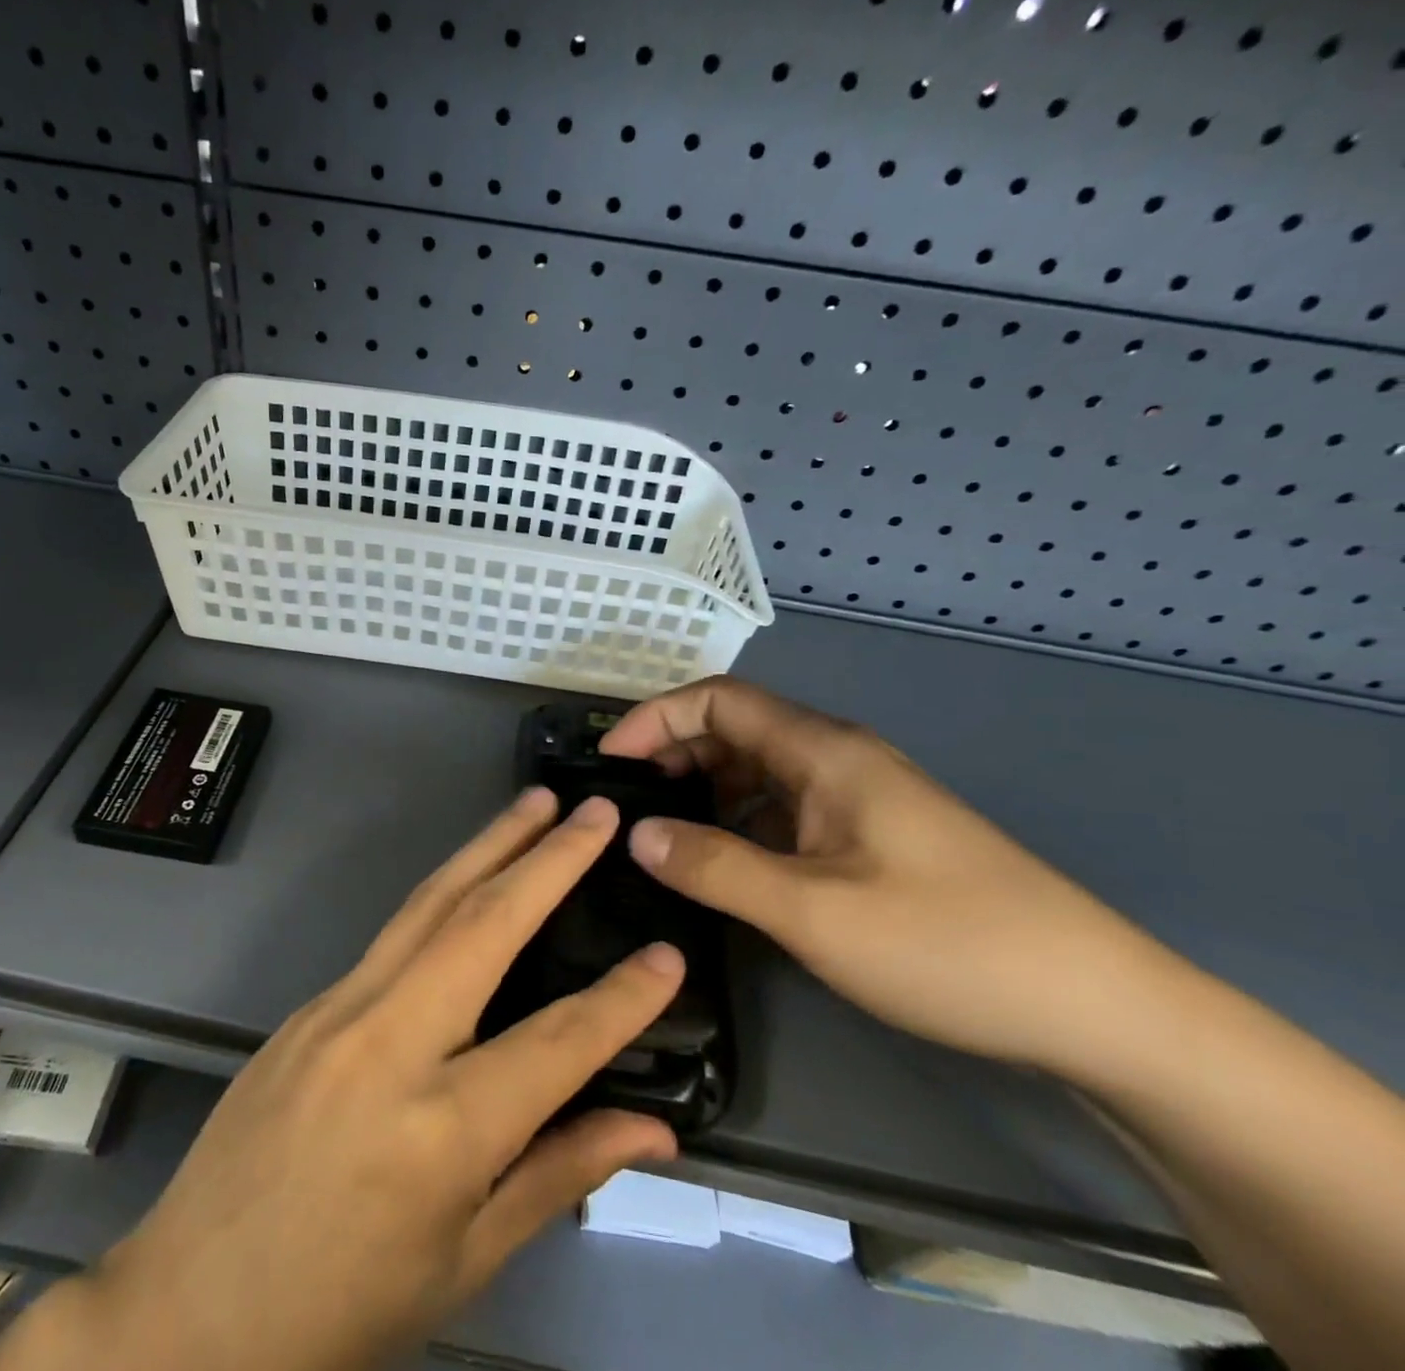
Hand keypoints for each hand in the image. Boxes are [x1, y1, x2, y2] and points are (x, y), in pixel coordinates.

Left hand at [55, 790, 682, 1370]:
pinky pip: (394, 932)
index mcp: (440, 1130)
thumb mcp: (465, 1259)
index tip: (670, 955)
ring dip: (490, 845)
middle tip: (594, 813)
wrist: (190, 1304)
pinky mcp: (312, 1000)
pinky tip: (473, 872)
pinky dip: (445, 888)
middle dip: (548, 860)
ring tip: (535, 804)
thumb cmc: (341, 1304)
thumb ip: (559, 1174)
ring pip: (431, 903)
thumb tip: (652, 1128)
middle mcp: (389, 1043)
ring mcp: (341, 1008)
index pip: (556, 1044)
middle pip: (484, 927)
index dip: (622, 999)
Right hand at [603, 677, 1173, 1075]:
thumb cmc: (947, 944)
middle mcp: (838, 759)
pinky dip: (740, 822)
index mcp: (824, 752)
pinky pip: (786, 808)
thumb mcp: (812, 912)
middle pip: (736, 729)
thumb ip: (715, 867)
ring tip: (661, 836)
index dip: (655, 719)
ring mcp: (860, 797)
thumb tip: (636, 835)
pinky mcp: (873, 835)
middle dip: (672, 754)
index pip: (718, 700)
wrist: (1097, 1006)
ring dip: (704, 790)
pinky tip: (724, 865)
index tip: (609, 762)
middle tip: (625, 806)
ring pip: (760, 770)